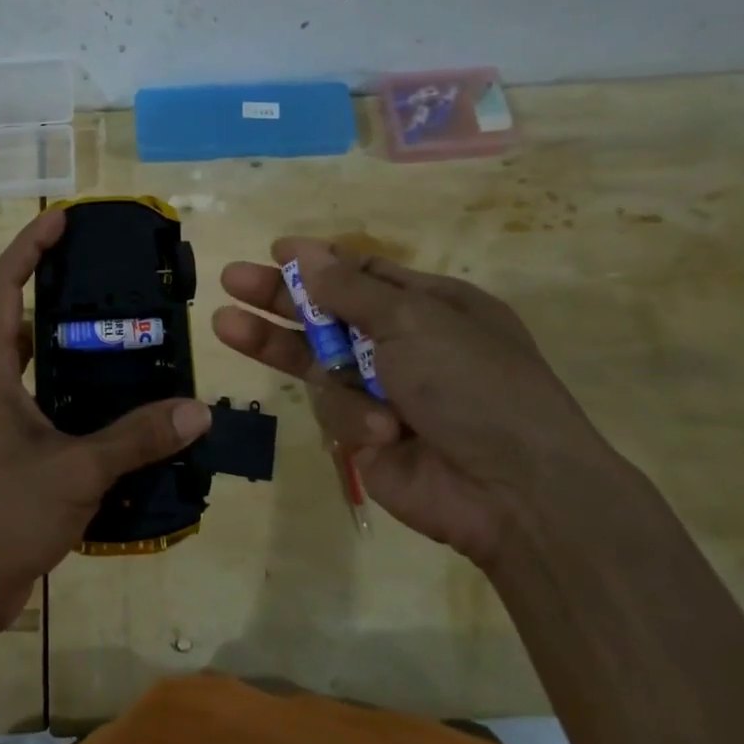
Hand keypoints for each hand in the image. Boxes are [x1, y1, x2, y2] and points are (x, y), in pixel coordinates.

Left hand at [0, 209, 212, 644]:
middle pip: (24, 322)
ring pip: (43, 374)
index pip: (3, 285)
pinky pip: (52, 417)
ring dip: (80, 359)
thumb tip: (198, 411)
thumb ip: (136, 438)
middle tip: (119, 286)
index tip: (63, 221)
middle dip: (63, 298)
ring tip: (135, 346)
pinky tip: (127, 418)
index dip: (29, 246)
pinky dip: (85, 410)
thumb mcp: (74, 470)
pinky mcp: (9, 460)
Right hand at [213, 239, 629, 567]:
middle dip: (278, 298)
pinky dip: (354, 418)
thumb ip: (349, 290)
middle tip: (231, 280)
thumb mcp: (414, 320)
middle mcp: (406, 345)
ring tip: (227, 325)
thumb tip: (303, 250)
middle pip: (328, 315)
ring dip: (278, 345)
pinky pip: (336, 411)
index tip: (275, 253)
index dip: (319, 264)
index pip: (364, 276)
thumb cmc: (474, 385)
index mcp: (431, 306)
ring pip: (318, 362)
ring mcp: (385, 393)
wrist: (516, 493)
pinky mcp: (368, 437)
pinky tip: (383, 433)